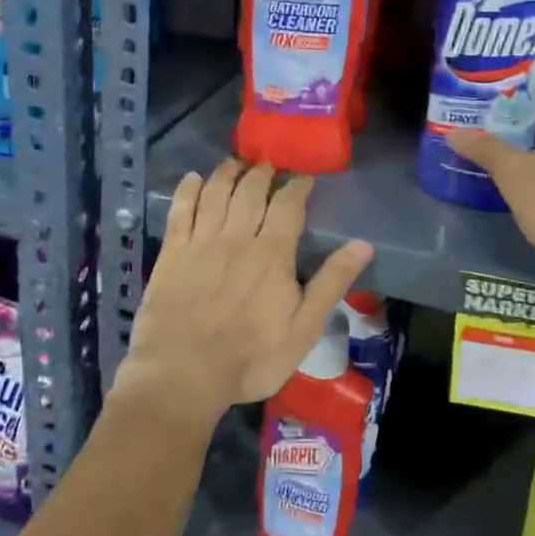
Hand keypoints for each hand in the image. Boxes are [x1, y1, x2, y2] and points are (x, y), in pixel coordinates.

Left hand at [118, 159, 372, 427]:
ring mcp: (200, 242)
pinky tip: (193, 178)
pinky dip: (188, 190)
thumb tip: (363, 245)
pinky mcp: (172, 253)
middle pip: (250, 191)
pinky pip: (180, 210)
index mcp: (272, 252)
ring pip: (216, 193)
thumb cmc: (251, 357)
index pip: (288, 205)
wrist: (184, 374)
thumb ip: (331, 282)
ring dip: (228, 173)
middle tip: (269, 165)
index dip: (297, 186)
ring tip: (236, 162)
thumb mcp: (303, 328)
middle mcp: (236, 236)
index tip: (304, 176)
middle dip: (262, 173)